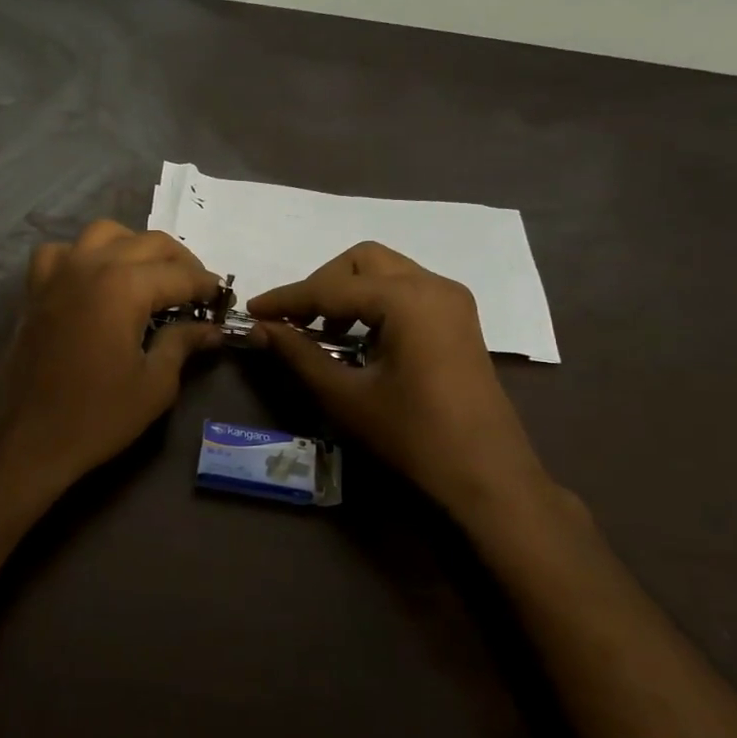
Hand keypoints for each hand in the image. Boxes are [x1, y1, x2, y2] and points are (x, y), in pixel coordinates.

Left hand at [0, 220, 223, 488]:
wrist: (29, 439)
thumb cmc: (98, 416)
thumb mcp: (155, 384)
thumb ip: (183, 344)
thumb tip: (210, 329)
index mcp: (124, 286)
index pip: (180, 274)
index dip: (206, 286)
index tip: (221, 300)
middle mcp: (91, 265)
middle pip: (148, 243)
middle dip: (180, 262)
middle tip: (195, 291)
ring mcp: (57, 273)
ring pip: (104, 234)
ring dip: (134, 247)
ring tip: (150, 276)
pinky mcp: (35, 289)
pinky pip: (61, 252)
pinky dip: (83, 256)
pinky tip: (93, 279)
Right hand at [247, 242, 553, 521]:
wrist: (485, 474)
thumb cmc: (412, 436)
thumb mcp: (345, 396)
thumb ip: (299, 354)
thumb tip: (259, 329)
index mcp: (407, 299)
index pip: (331, 287)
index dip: (286, 299)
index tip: (251, 311)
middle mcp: (433, 285)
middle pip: (361, 262)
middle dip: (321, 285)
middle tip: (294, 321)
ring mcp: (451, 300)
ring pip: (385, 272)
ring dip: (346, 292)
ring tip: (321, 332)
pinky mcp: (456, 319)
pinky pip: (404, 291)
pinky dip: (372, 303)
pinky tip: (356, 338)